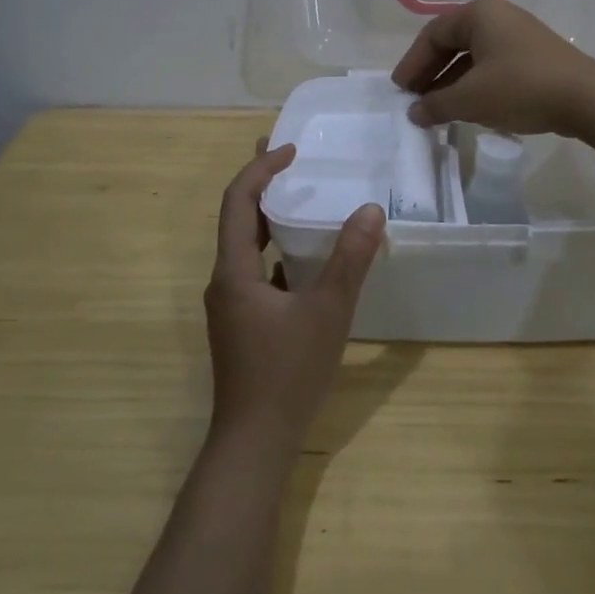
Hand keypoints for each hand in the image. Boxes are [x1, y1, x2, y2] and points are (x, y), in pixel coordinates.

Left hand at [205, 143, 385, 456]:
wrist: (253, 444)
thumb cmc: (287, 374)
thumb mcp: (327, 312)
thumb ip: (349, 260)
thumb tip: (370, 210)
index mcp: (234, 271)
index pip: (238, 201)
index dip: (261, 168)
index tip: (292, 149)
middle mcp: (224, 281)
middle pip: (238, 218)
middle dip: (262, 184)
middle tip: (292, 159)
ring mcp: (232, 305)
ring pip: (247, 246)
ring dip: (270, 218)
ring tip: (301, 198)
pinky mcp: (243, 323)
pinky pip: (258, 271)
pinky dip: (278, 251)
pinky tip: (306, 258)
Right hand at [390, 0, 594, 135]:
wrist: (586, 98)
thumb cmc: (520, 88)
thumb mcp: (470, 99)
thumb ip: (436, 104)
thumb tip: (414, 113)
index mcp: (479, 14)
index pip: (432, 34)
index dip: (412, 63)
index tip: (399, 90)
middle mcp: (498, 17)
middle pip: (452, 43)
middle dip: (431, 73)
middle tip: (414, 99)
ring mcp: (518, 36)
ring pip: (473, 57)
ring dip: (451, 82)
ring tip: (437, 110)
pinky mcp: (533, 57)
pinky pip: (492, 66)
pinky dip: (474, 85)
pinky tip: (467, 108)